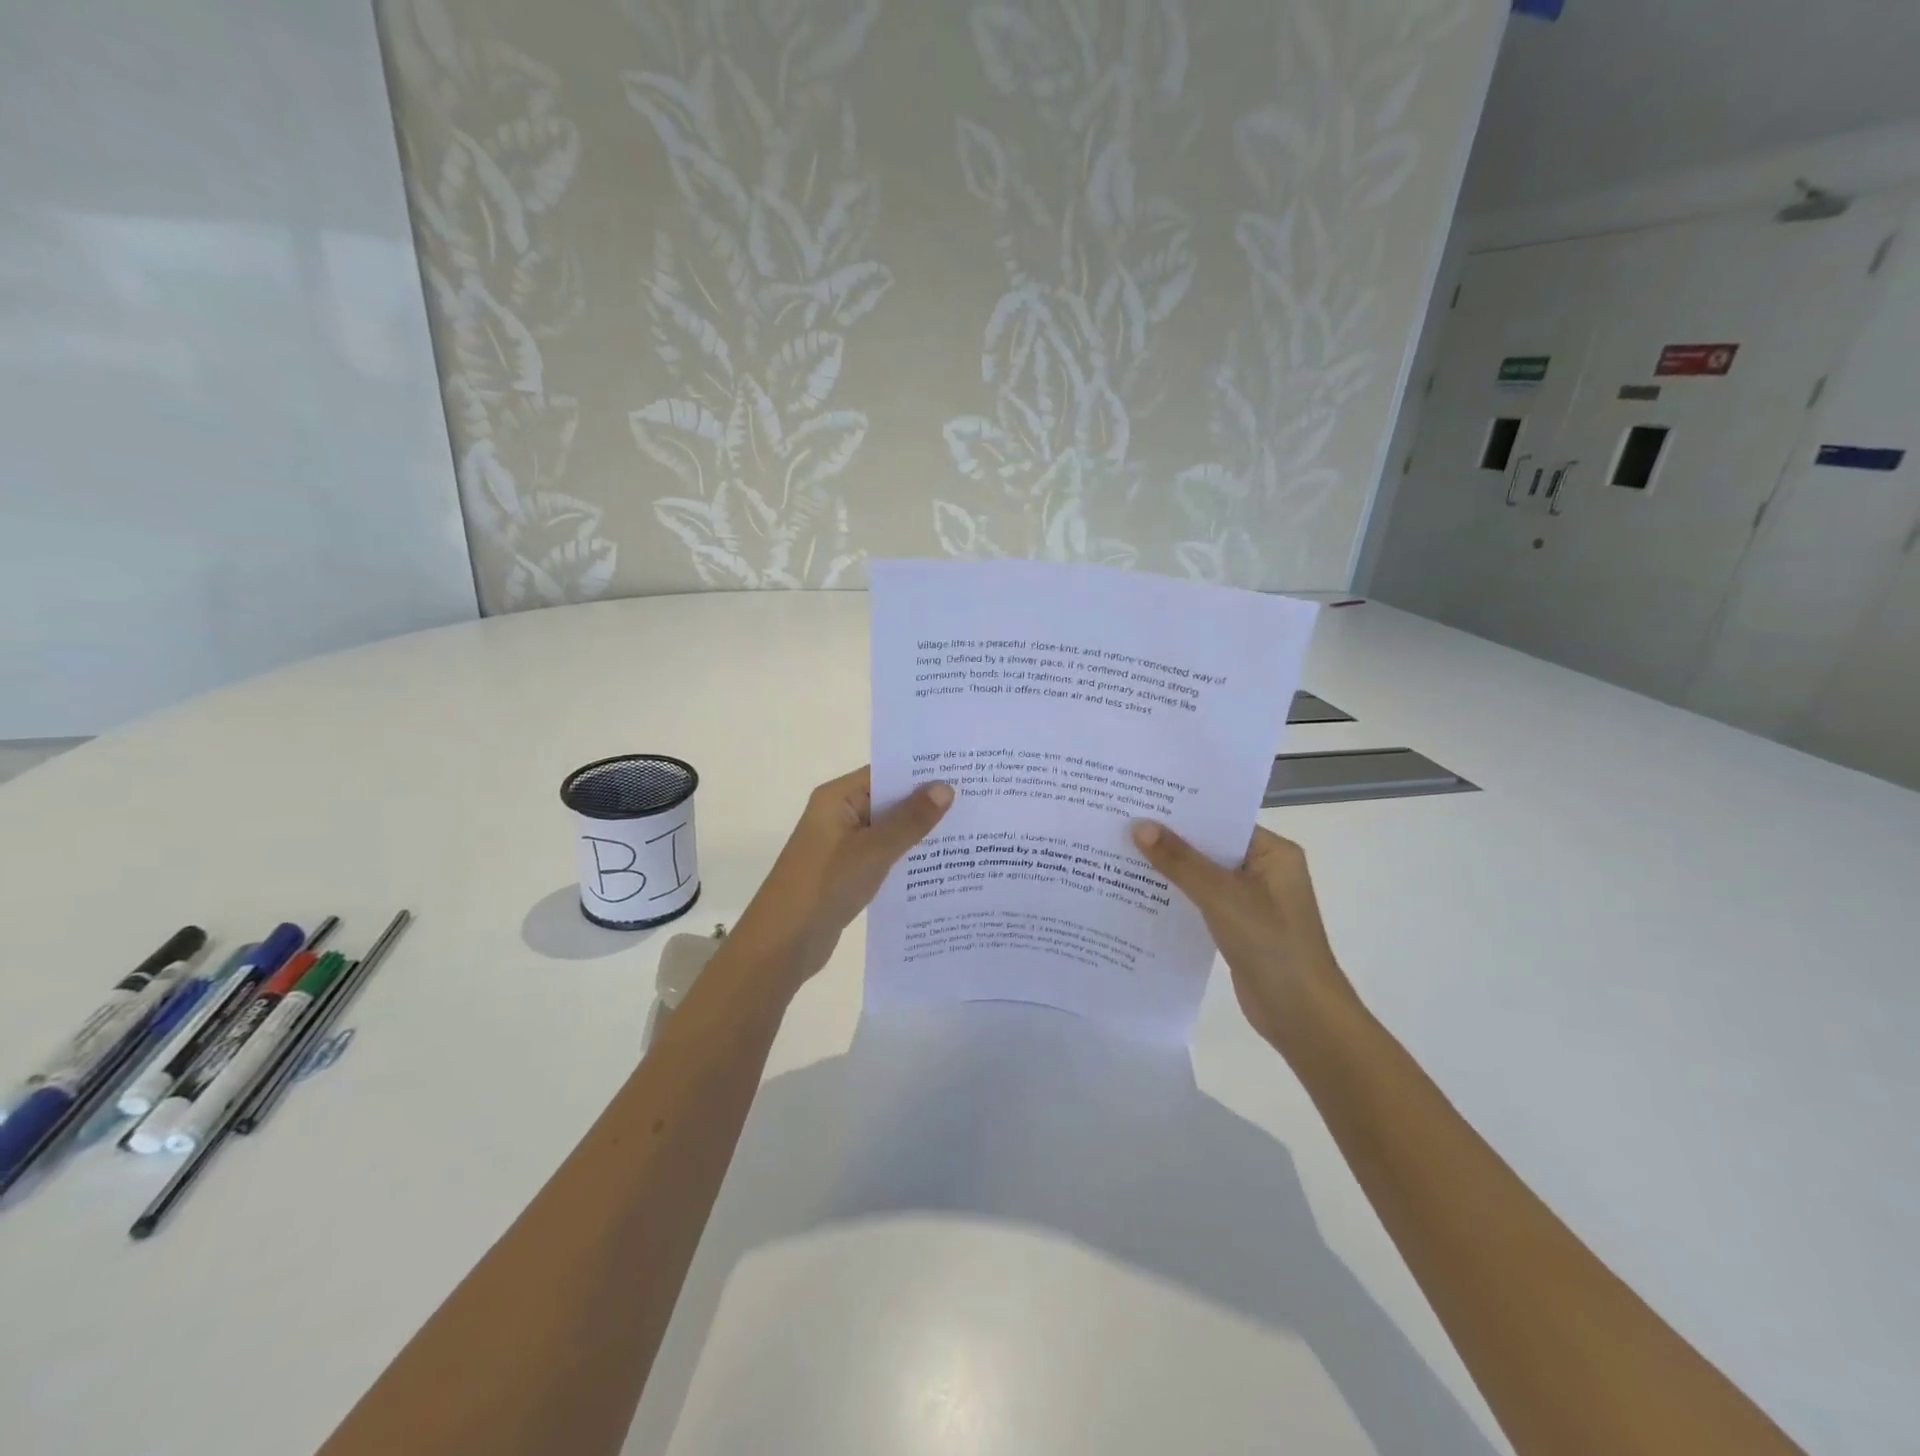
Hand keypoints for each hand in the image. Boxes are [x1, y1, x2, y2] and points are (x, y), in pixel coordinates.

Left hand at [731, 767, 954, 993]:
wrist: (782, 944)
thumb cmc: (825, 886)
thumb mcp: (873, 850)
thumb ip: (910, 820)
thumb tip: (945, 787)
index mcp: (837, 798)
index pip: (885, 772)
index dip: (922, 770)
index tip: (963, 770)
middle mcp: (838, 814)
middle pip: (888, 799)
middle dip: (927, 801)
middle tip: (975, 798)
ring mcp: (841, 845)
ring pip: (888, 829)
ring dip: (919, 831)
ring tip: (968, 829)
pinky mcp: (847, 872)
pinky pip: (882, 854)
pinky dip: (906, 856)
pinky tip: (940, 863)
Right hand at [1131, 822, 1357, 1049]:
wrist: (1301, 1016)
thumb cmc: (1271, 944)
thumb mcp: (1222, 896)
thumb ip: (1180, 861)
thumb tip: (1139, 825)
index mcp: (1273, 853)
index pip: (1222, 820)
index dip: (1183, 810)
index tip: (1141, 798)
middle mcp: (1264, 870)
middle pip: (1210, 846)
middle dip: (1170, 838)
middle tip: (1122, 821)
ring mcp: (1252, 900)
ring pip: (1203, 875)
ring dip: (1170, 869)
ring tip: (1121, 851)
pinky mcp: (1238, 926)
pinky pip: (1202, 900)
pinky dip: (1177, 896)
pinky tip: (1140, 891)